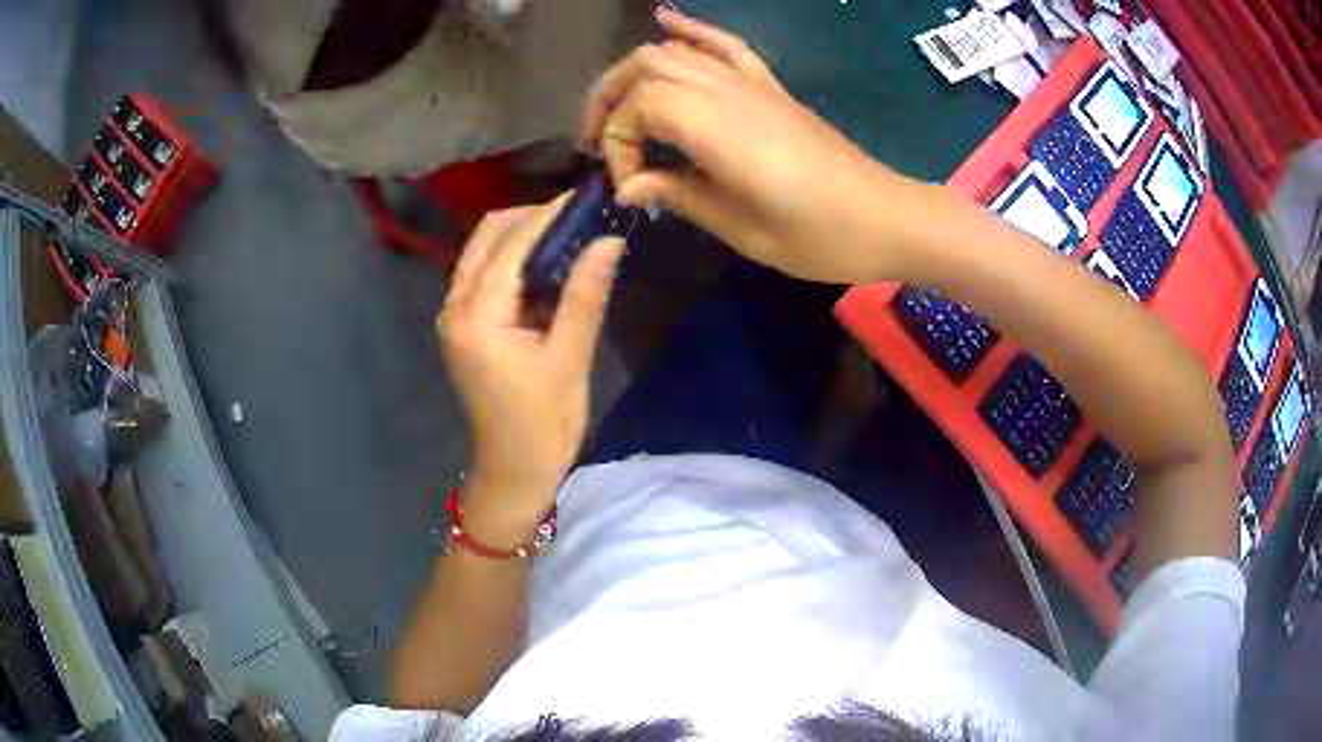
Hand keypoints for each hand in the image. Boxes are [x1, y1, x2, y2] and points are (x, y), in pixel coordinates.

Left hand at [438, 196, 623, 540]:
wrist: (513, 471)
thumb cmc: (543, 424)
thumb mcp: (569, 358)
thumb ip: (583, 294)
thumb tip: (609, 239)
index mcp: (477, 314)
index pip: (512, 243)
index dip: (550, 214)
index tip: (588, 195)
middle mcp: (455, 305)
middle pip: (489, 235)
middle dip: (534, 217)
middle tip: (582, 215)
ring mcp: (455, 314)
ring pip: (485, 251)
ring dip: (524, 235)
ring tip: (572, 233)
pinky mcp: (464, 325)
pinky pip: (486, 273)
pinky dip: (516, 259)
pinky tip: (550, 263)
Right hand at [581, 8, 922, 284]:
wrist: (887, 217)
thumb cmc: (821, 236)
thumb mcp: (744, 229)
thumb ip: (681, 196)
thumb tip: (629, 186)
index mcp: (721, 129)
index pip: (640, 107)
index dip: (619, 143)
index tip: (631, 187)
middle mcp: (730, 92)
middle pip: (646, 66)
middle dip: (608, 100)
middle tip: (598, 144)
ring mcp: (752, 83)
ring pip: (675, 51)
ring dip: (634, 72)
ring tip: (617, 110)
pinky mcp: (769, 86)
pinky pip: (725, 44)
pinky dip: (691, 30)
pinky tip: (665, 21)